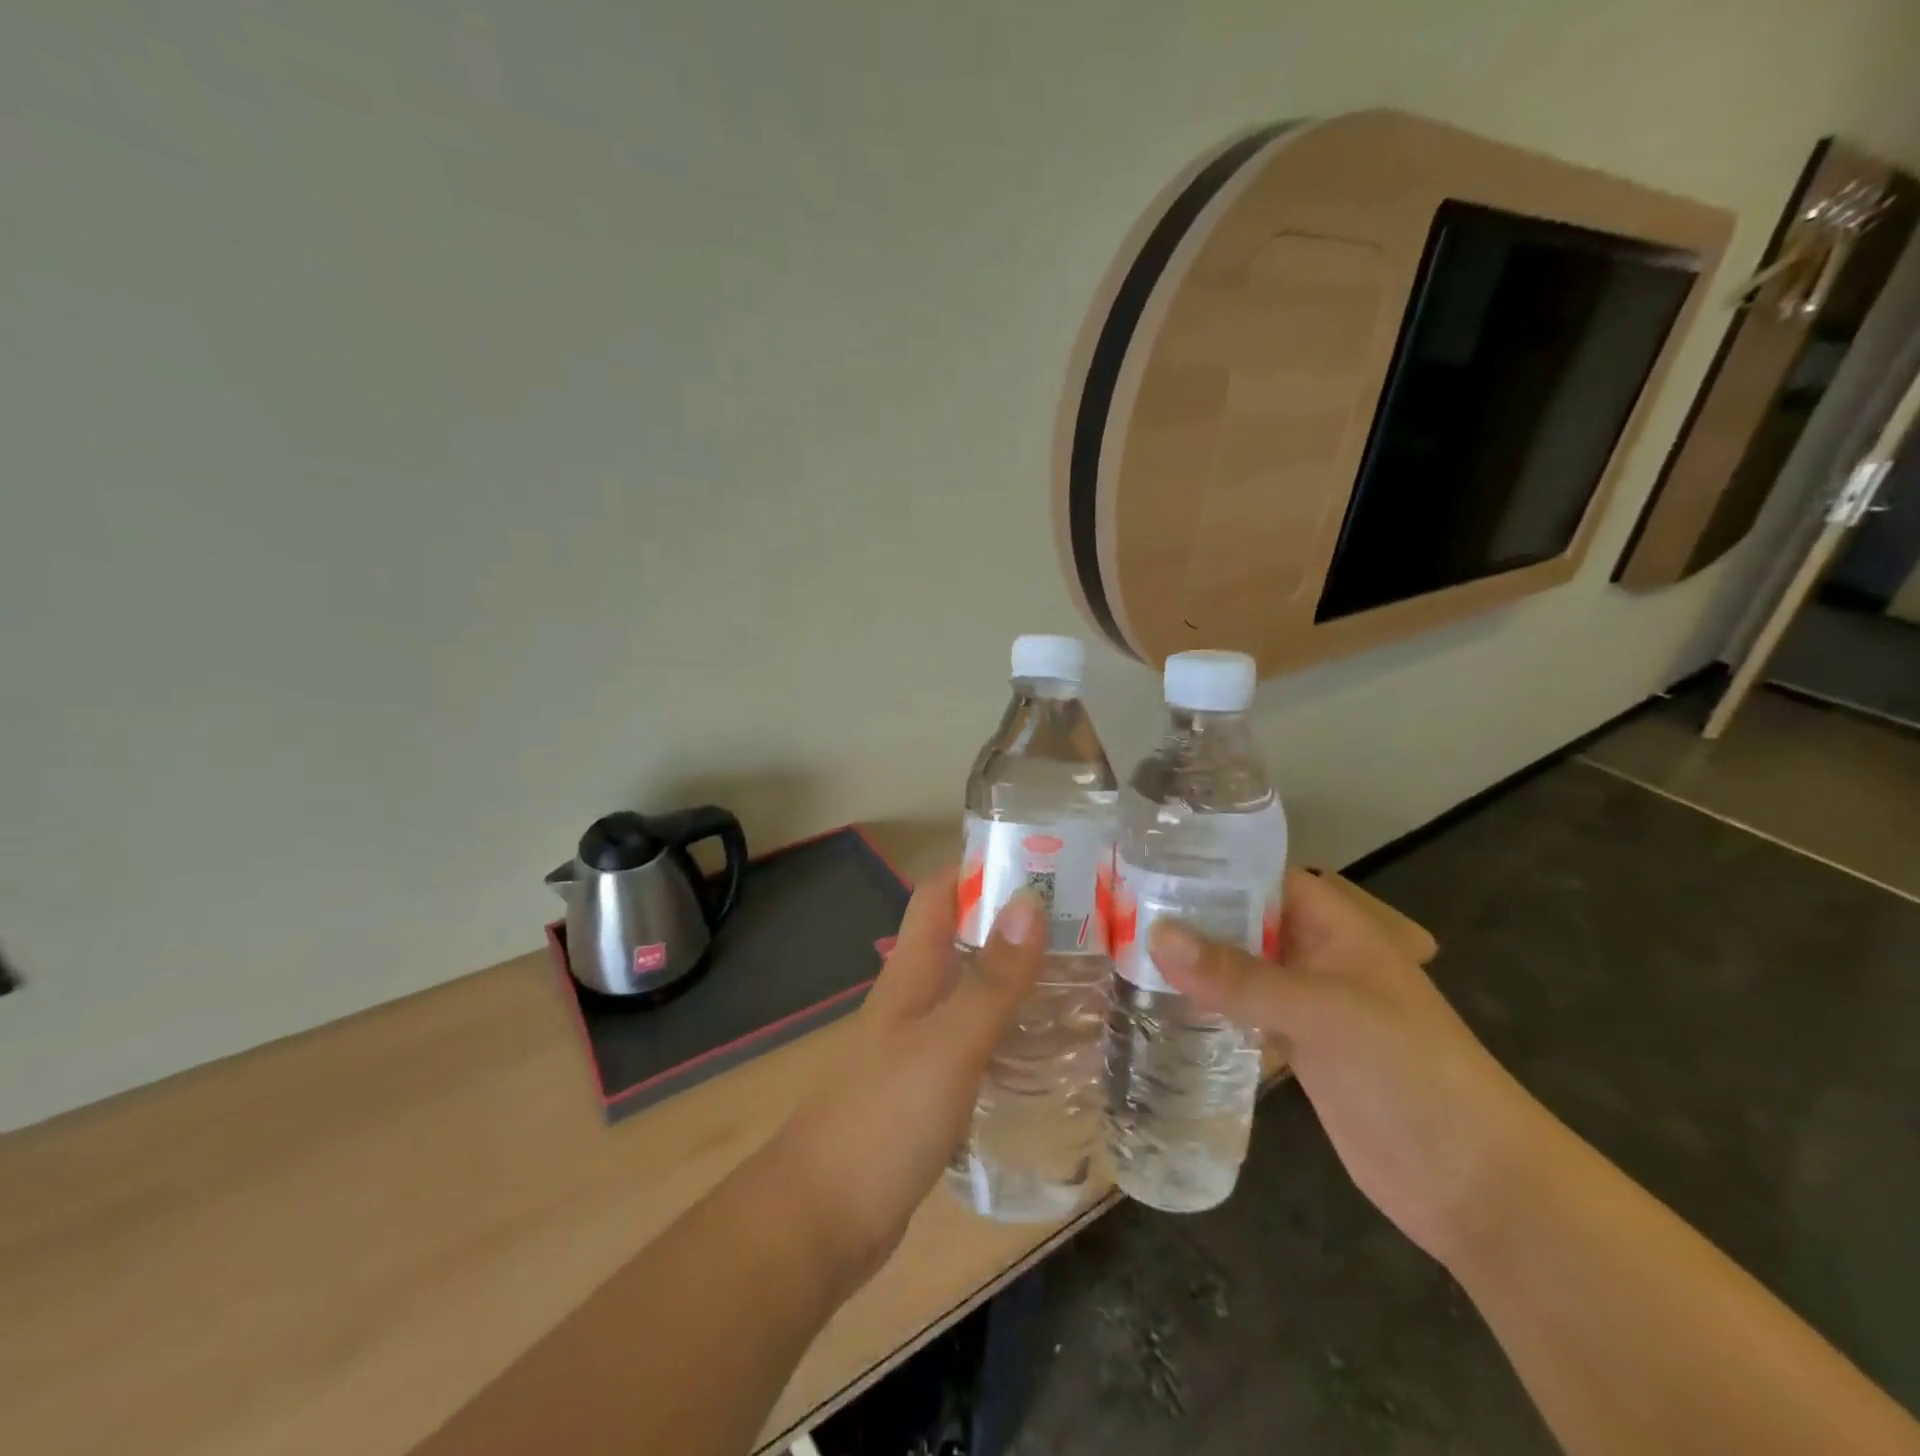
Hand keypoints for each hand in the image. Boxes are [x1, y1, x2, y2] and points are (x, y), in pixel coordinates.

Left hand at [769, 866, 1046, 1289]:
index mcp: (912, 972)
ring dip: (1018, 979)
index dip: (980, 867)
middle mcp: (915, 998)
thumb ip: (991, 980)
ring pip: (973, 992)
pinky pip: (977, 1044)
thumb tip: (1029, 899)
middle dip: (1015, 924)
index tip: (1042, 861)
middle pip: (963, 939)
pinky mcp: (930, 1090)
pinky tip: (1050, 1052)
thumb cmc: (884, 1118)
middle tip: (1085, 925)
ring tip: (1083, 981)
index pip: (939, 893)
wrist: (822, 1220)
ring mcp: (920, 1045)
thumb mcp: (948, 1044)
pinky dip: (1011, 1034)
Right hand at [1146, 867, 1553, 1267]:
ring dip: (1194, 962)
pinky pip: (1243, 1012)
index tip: (1145, 862)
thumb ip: (1239, 975)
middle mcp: (1317, 954)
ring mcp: (1306, 1004)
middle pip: (1244, 920)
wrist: (1472, 1184)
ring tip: (1123, 948)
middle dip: (1190, 914)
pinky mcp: (1297, 1048)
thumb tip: (1155, 934)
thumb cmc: (1409, 1072)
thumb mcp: (1323, 1012)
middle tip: (1118, 908)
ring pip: (1239, 968)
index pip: (1262, 874)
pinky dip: (1207, 1006)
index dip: (1210, 864)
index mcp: (1335, 925)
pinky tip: (1158, 1005)